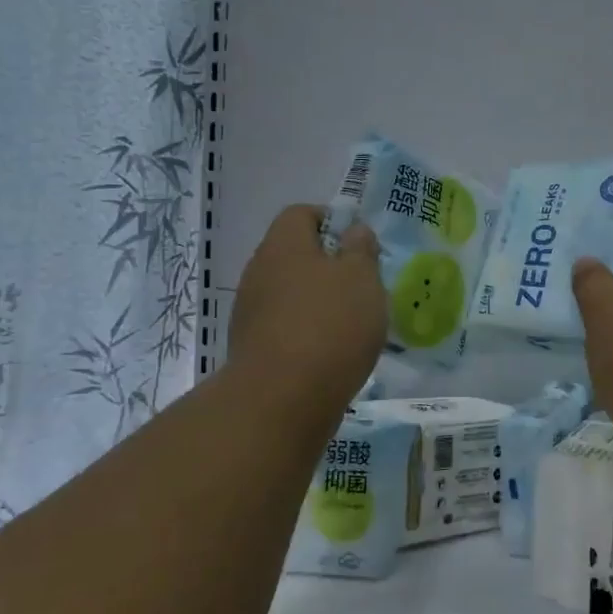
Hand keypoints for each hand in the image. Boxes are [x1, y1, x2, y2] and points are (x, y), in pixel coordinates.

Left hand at [230, 204, 385, 410]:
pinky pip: (284, 327)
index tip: (359, 243)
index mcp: (283, 245)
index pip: (301, 213)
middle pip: (294, 254)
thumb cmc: (330, 325)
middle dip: (328, 265)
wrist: (281, 399)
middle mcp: (259, 271)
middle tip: (362, 284)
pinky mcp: (252, 348)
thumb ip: (361, 250)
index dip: (331, 220)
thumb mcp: (362, 278)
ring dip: (317, 301)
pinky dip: (307, 332)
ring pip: (289, 293)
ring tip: (351, 323)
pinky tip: (331, 353)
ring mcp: (250, 312)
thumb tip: (354, 231)